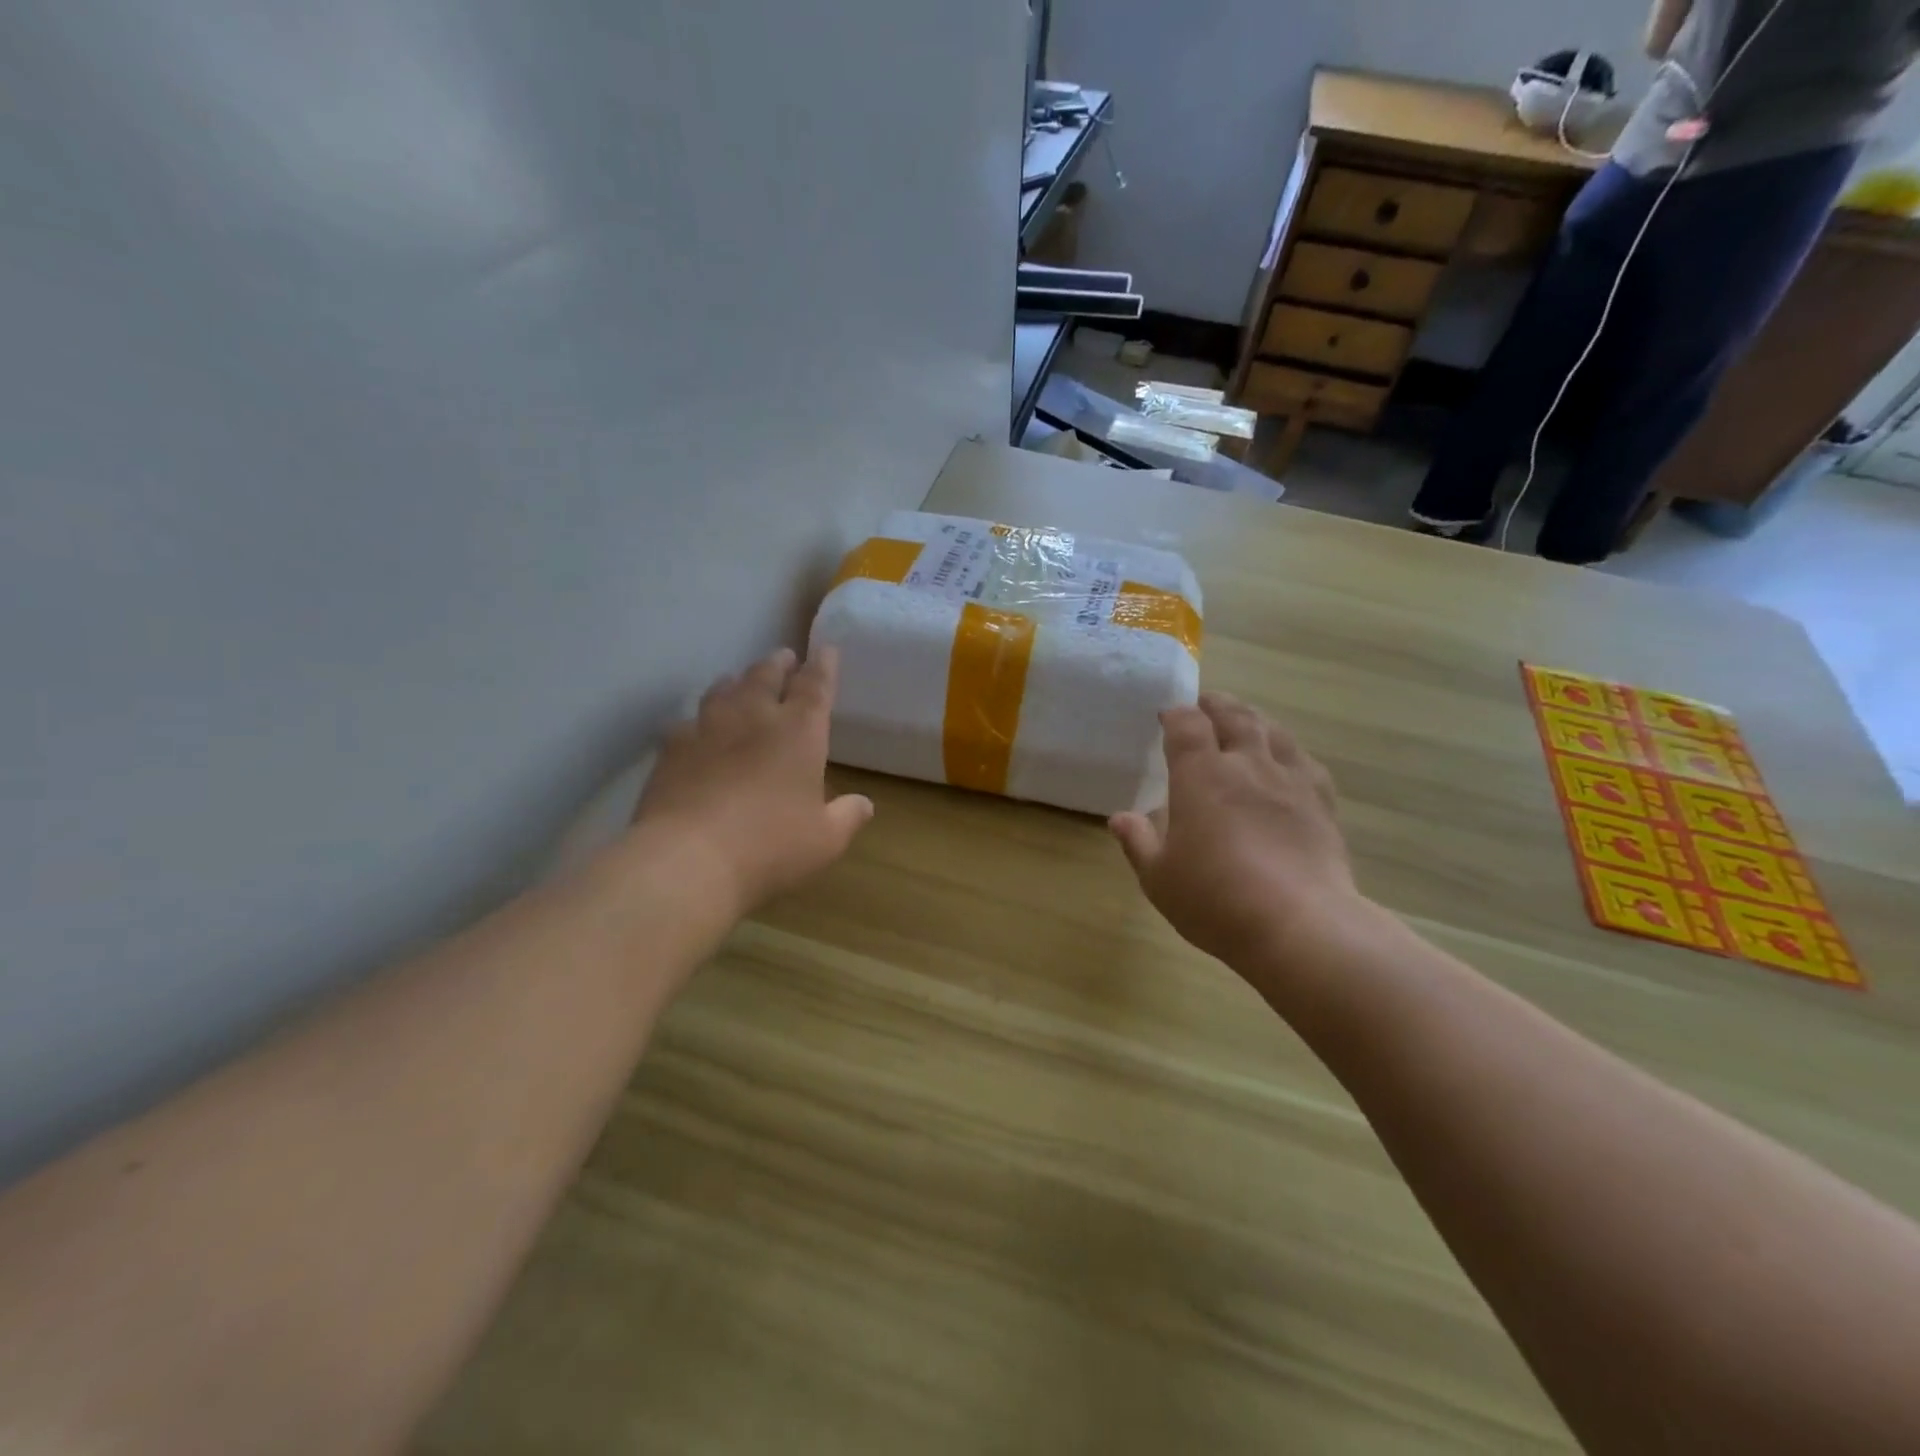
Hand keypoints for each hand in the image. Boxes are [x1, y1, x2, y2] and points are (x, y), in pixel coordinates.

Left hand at [633, 646, 872, 916]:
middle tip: (785, 657)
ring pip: (724, 689)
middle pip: (766, 675)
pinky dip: (698, 720)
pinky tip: (696, 729)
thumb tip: (864, 804)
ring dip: (737, 681)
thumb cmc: (770, 846)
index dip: (824, 665)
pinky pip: (687, 721)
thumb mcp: (825, 840)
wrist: (688, 859)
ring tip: (740, 681)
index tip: (827, 649)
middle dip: (779, 664)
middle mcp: (754, 717)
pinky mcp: (672, 748)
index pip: (816, 685)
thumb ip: (847, 817)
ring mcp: (707, 728)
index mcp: (799, 732)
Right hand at [1110, 693, 1365, 971]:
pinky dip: (1288, 751)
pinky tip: (1287, 760)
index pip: (1188, 724)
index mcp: (1202, 775)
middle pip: (1235, 716)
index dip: (1176, 714)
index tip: (1167, 716)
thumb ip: (1138, 842)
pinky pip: (1305, 762)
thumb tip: (1119, 818)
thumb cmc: (1215, 899)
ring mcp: (1289, 781)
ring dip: (1254, 719)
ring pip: (1273, 731)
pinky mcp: (1322, 803)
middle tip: (1205, 705)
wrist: (1299, 925)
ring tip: (1245, 722)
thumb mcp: (1159, 877)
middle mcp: (1247, 765)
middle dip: (1216, 705)